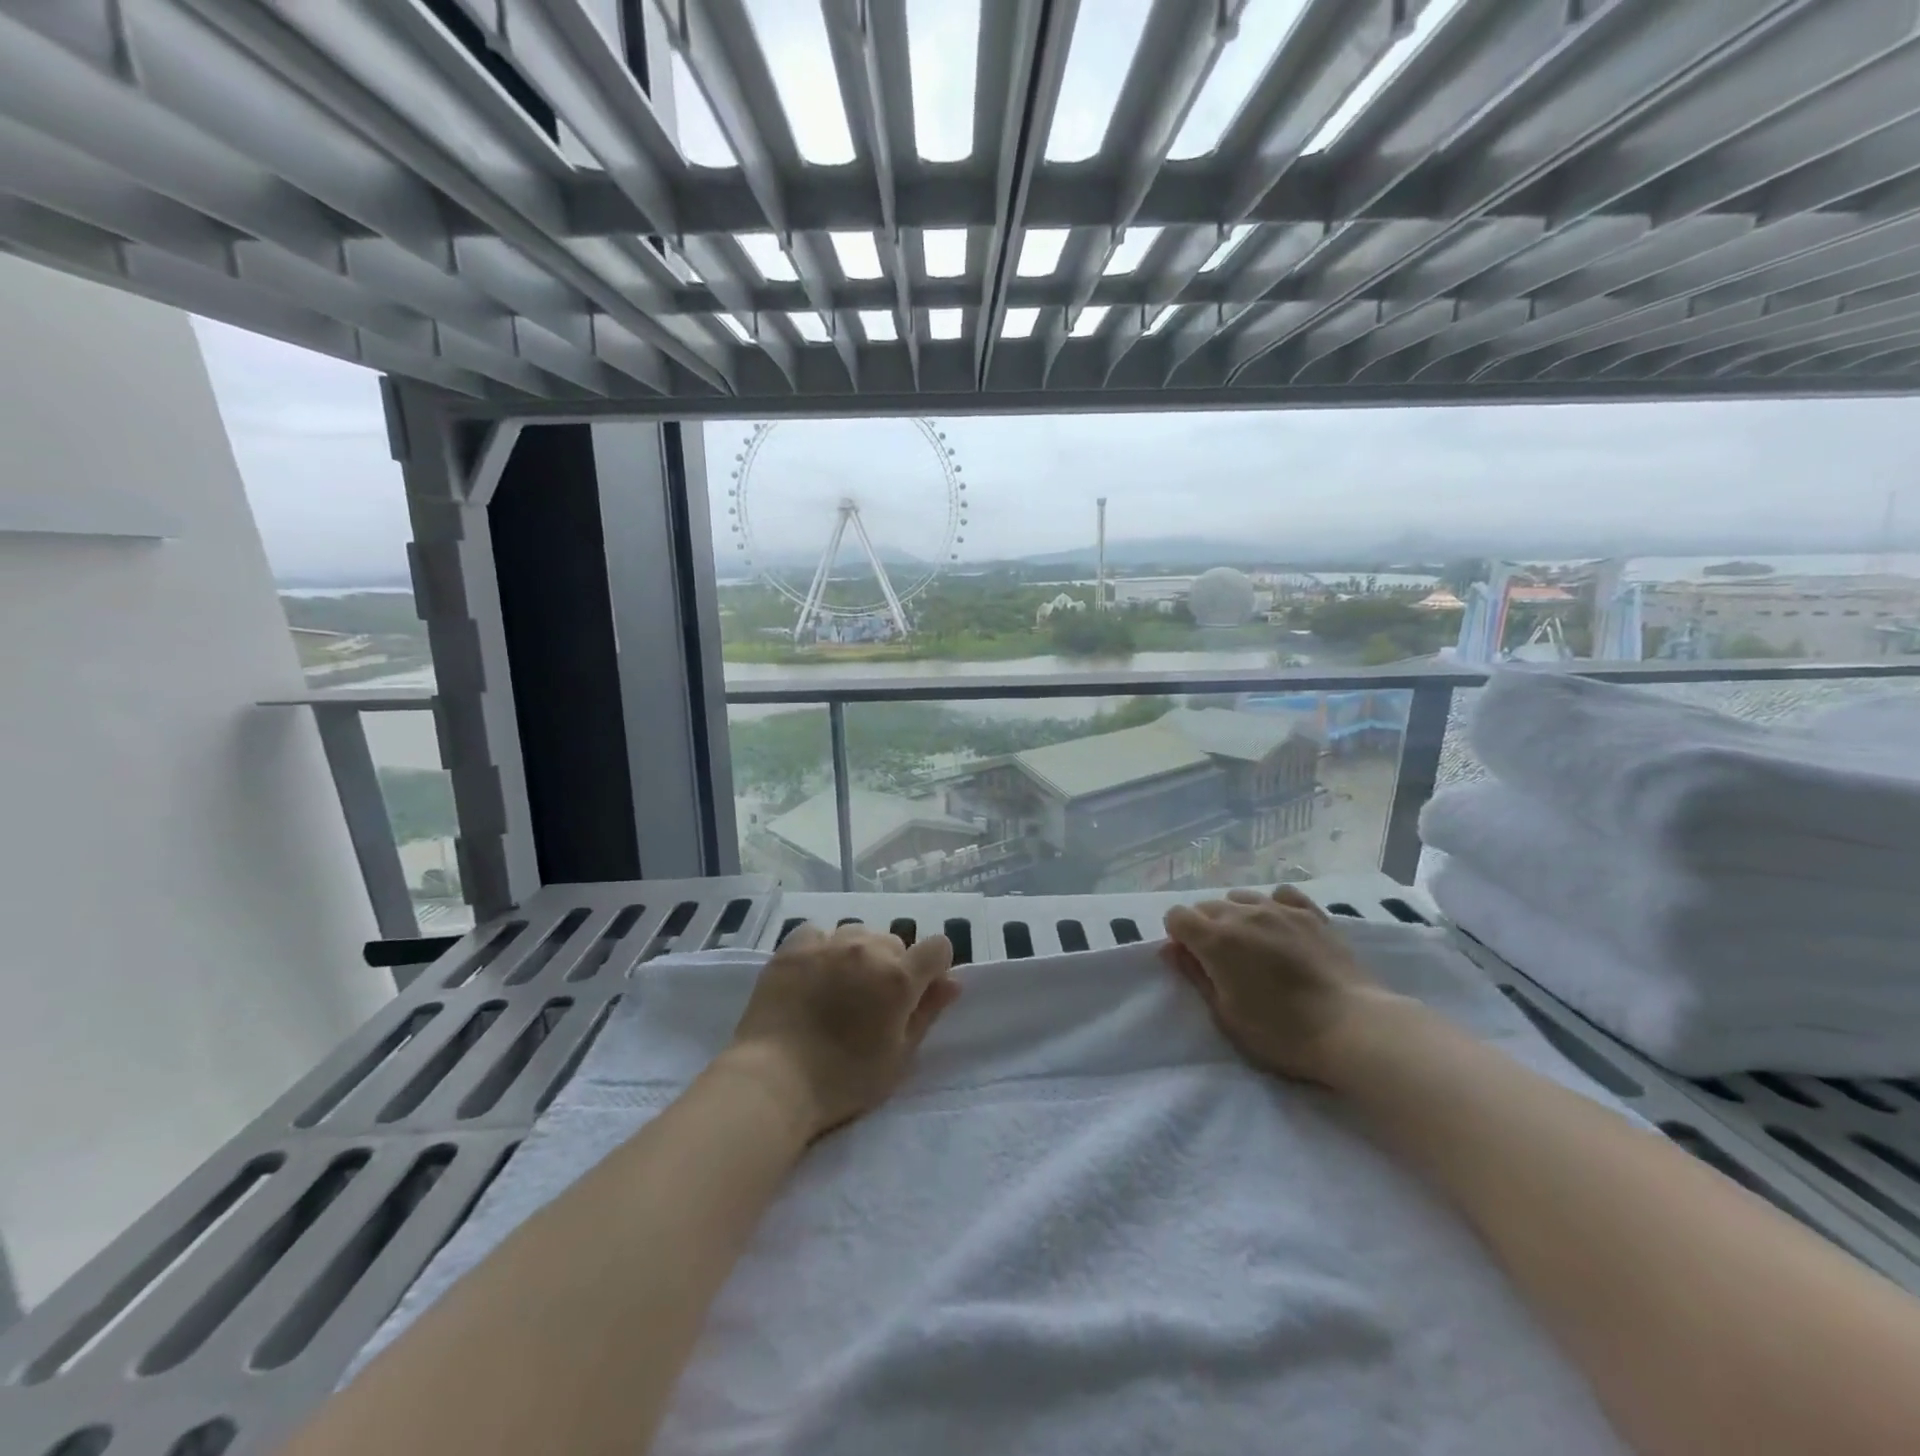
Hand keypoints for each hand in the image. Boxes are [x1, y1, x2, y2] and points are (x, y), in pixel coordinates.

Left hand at [728, 923, 960, 1138]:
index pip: (937, 948)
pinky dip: (822, 948)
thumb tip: (953, 982)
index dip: (934, 968)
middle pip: (894, 942)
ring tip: (840, 987)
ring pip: (857, 933)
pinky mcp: (793, 947)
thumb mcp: (898, 1057)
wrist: (773, 1081)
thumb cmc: (843, 1080)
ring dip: (858, 954)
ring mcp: (828, 944)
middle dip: (892, 966)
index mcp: (899, 978)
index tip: (919, 992)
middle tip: (871, 1003)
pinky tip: (812, 974)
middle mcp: (868, 949)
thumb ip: (927, 1013)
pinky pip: (818, 933)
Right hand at [1163, 887, 1401, 1084]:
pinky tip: (1281, 927)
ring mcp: (1280, 909)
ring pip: (1242, 898)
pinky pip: (1281, 895)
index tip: (1193, 961)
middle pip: (1207, 906)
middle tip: (1223, 962)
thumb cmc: (1282, 1032)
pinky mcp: (1312, 914)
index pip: (1176, 916)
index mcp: (1215, 939)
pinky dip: (1273, 906)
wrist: (1354, 1028)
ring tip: (1253, 945)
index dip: (1179, 937)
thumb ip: (1195, 976)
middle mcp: (1243, 913)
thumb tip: (1172, 949)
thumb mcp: (1226, 1015)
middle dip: (1206, 928)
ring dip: (1237, 917)